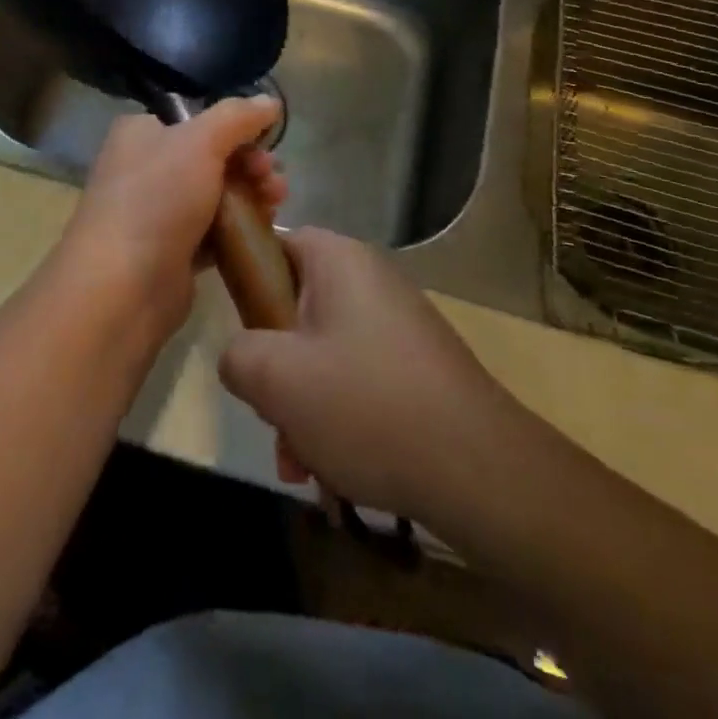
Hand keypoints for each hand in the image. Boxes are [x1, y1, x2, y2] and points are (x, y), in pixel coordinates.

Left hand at [55, 97, 284, 348]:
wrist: (123, 287)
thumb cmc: (157, 199)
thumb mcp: (200, 141)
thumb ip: (238, 117)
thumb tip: (271, 102)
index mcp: (141, 133)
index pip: (196, 119)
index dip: (235, 128)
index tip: (266, 141)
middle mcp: (144, 168)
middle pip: (211, 156)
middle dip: (250, 164)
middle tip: (273, 178)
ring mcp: (157, 212)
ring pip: (216, 195)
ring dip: (251, 194)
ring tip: (276, 203)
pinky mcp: (172, 252)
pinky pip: (213, 231)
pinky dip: (238, 228)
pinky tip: (262, 230)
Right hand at [218, 227, 523, 523]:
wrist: (480, 471)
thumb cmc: (367, 406)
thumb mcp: (277, 379)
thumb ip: (237, 354)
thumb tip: (241, 356)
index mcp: (339, 260)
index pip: (276, 244)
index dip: (248, 285)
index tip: (242, 337)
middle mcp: (371, 280)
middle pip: (297, 310)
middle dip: (277, 372)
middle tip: (273, 418)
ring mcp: (399, 324)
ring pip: (325, 354)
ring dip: (304, 408)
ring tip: (302, 466)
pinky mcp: (418, 367)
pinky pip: (359, 380)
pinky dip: (340, 420)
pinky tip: (337, 474)